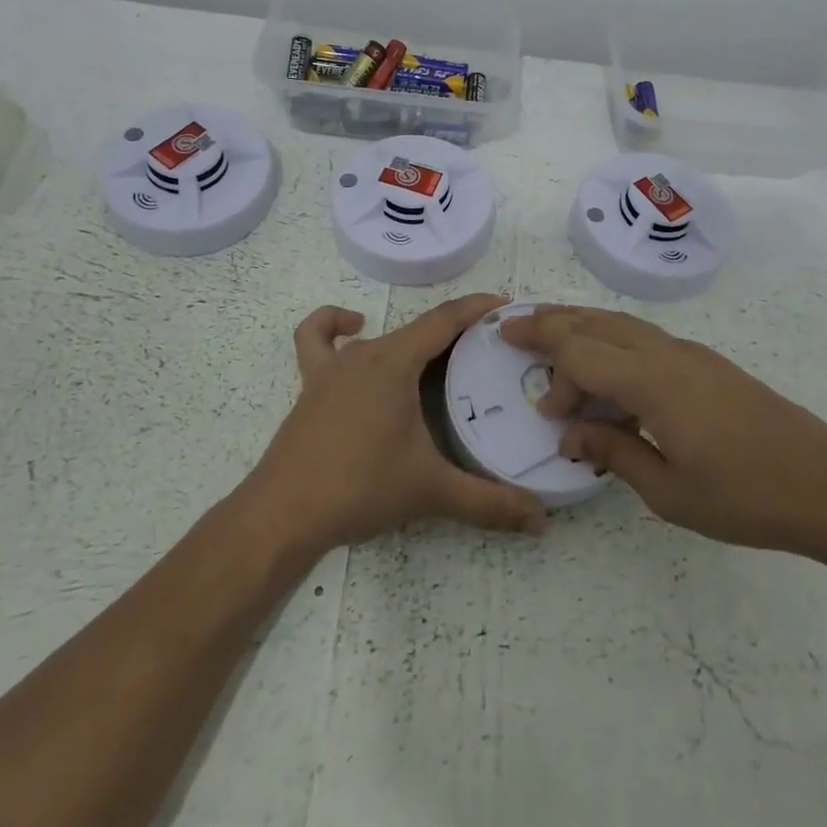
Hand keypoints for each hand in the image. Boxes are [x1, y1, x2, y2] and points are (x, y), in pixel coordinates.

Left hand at [243, 294, 548, 554]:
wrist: (284, 513)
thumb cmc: (360, 487)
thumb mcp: (431, 491)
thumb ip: (489, 503)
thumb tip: (542, 520)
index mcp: (395, 362)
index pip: (445, 320)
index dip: (478, 308)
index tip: (507, 307)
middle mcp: (366, 353)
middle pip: (418, 329)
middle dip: (457, 331)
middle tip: (492, 350)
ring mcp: (334, 368)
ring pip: (381, 338)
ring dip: (412, 340)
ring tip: (438, 358)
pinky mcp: (311, 386)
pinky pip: (319, 340)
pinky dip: (335, 326)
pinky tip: (354, 331)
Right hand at [500, 305, 826, 557]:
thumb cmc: (747, 497)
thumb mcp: (670, 491)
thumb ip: (614, 453)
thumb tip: (570, 435)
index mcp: (653, 382)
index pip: (582, 355)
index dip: (554, 376)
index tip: (548, 414)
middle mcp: (667, 353)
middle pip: (595, 323)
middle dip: (550, 322)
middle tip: (511, 325)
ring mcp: (690, 353)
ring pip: (621, 323)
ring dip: (581, 323)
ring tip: (549, 326)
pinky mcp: (707, 363)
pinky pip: (643, 336)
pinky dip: (611, 337)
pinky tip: (608, 360)